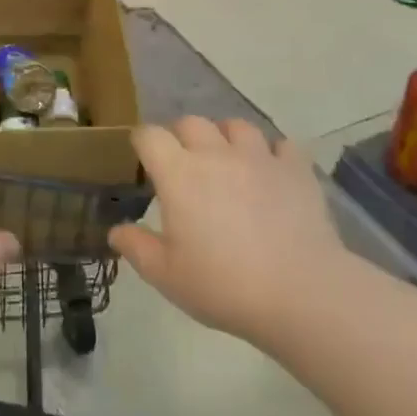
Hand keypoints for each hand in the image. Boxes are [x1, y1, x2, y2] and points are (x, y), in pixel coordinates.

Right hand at [110, 117, 348, 350]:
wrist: (301, 293)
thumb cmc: (224, 285)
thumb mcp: (167, 276)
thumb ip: (137, 248)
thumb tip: (115, 230)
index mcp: (179, 173)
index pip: (149, 135)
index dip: (142, 142)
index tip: (143, 159)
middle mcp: (215, 153)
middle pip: (191, 122)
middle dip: (181, 136)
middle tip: (184, 165)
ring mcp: (259, 157)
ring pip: (236, 126)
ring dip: (226, 138)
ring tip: (228, 161)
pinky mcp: (295, 169)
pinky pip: (282, 145)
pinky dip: (273, 154)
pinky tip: (272, 173)